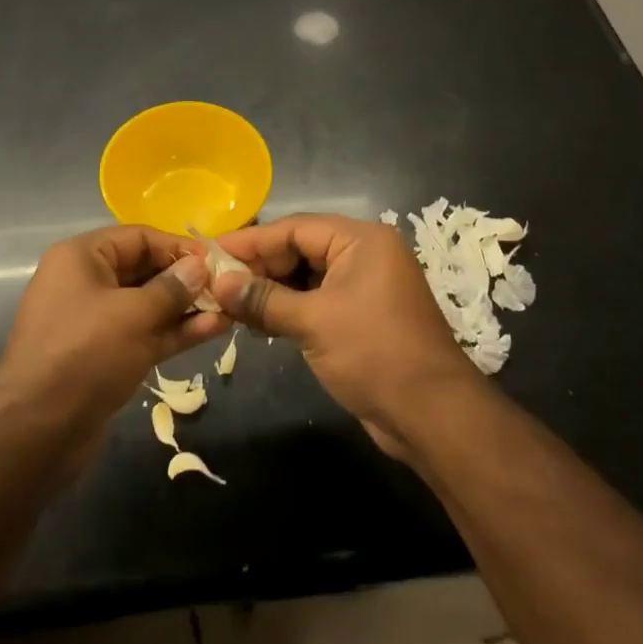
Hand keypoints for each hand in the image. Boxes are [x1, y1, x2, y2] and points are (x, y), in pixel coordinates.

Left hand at [0, 225, 231, 434]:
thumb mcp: (133, 314)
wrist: (37, 431)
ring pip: (149, 305)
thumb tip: (200, 267)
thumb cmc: (84, 354)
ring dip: (187, 307)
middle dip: (186, 278)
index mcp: (81, 258)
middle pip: (145, 269)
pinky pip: (146, 334)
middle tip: (229, 286)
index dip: (178, 247)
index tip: (217, 260)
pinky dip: (175, 332)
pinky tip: (214, 330)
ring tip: (230, 308)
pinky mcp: (106, 357)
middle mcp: (86, 283)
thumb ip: (172, 288)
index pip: (138, 237)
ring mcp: (96, 323)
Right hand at [214, 214, 477, 454]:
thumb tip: (219, 283)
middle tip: (215, 285)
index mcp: (361, 240)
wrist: (432, 414)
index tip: (210, 254)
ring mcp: (364, 287)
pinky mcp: (361, 316)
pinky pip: (316, 301)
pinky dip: (288, 310)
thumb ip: (263, 299)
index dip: (250, 242)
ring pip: (305, 277)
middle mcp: (364, 255)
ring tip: (228, 306)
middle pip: (299, 250)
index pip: (294, 229)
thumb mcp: (313, 322)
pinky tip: (257, 324)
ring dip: (269, 292)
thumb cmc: (374, 354)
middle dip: (258, 268)